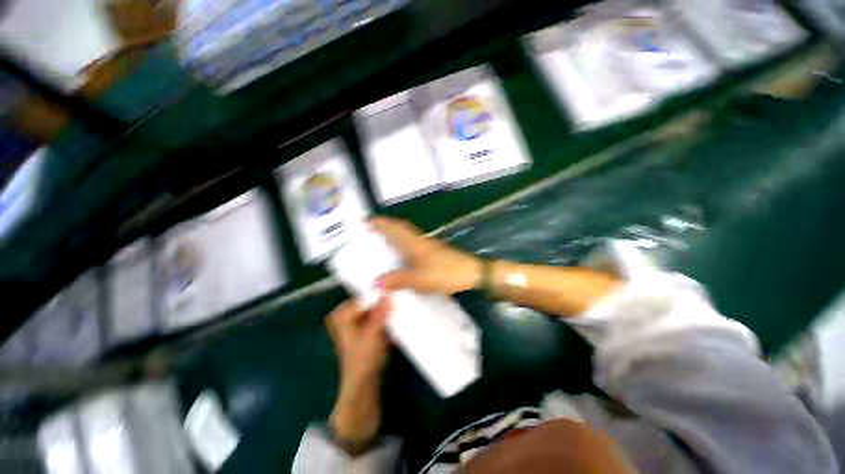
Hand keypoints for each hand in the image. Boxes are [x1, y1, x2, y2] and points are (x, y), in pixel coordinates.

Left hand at [326, 298, 390, 450]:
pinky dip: (386, 316)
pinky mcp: (365, 329)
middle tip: (402, 294)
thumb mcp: (372, 336)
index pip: (364, 297)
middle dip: (384, 300)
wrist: (363, 386)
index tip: (397, 290)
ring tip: (402, 302)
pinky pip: (377, 316)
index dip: (380, 294)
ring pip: (375, 309)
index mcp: (341, 315)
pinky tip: (398, 314)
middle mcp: (346, 315)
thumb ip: (380, 313)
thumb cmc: (363, 361)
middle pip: (369, 302)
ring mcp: (355, 322)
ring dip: (387, 308)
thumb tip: (389, 292)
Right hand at [371, 217, 481, 294]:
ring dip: (394, 233)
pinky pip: (412, 243)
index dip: (380, 223)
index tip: (365, 221)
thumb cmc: (445, 273)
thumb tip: (376, 282)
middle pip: (400, 228)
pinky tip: (401, 253)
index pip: (394, 228)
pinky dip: (402, 242)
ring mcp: (427, 245)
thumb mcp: (420, 280)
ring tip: (381, 240)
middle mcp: (419, 241)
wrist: (471, 272)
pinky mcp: (432, 251)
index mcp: (414, 244)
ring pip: (406, 234)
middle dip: (385, 226)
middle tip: (370, 230)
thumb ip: (398, 280)